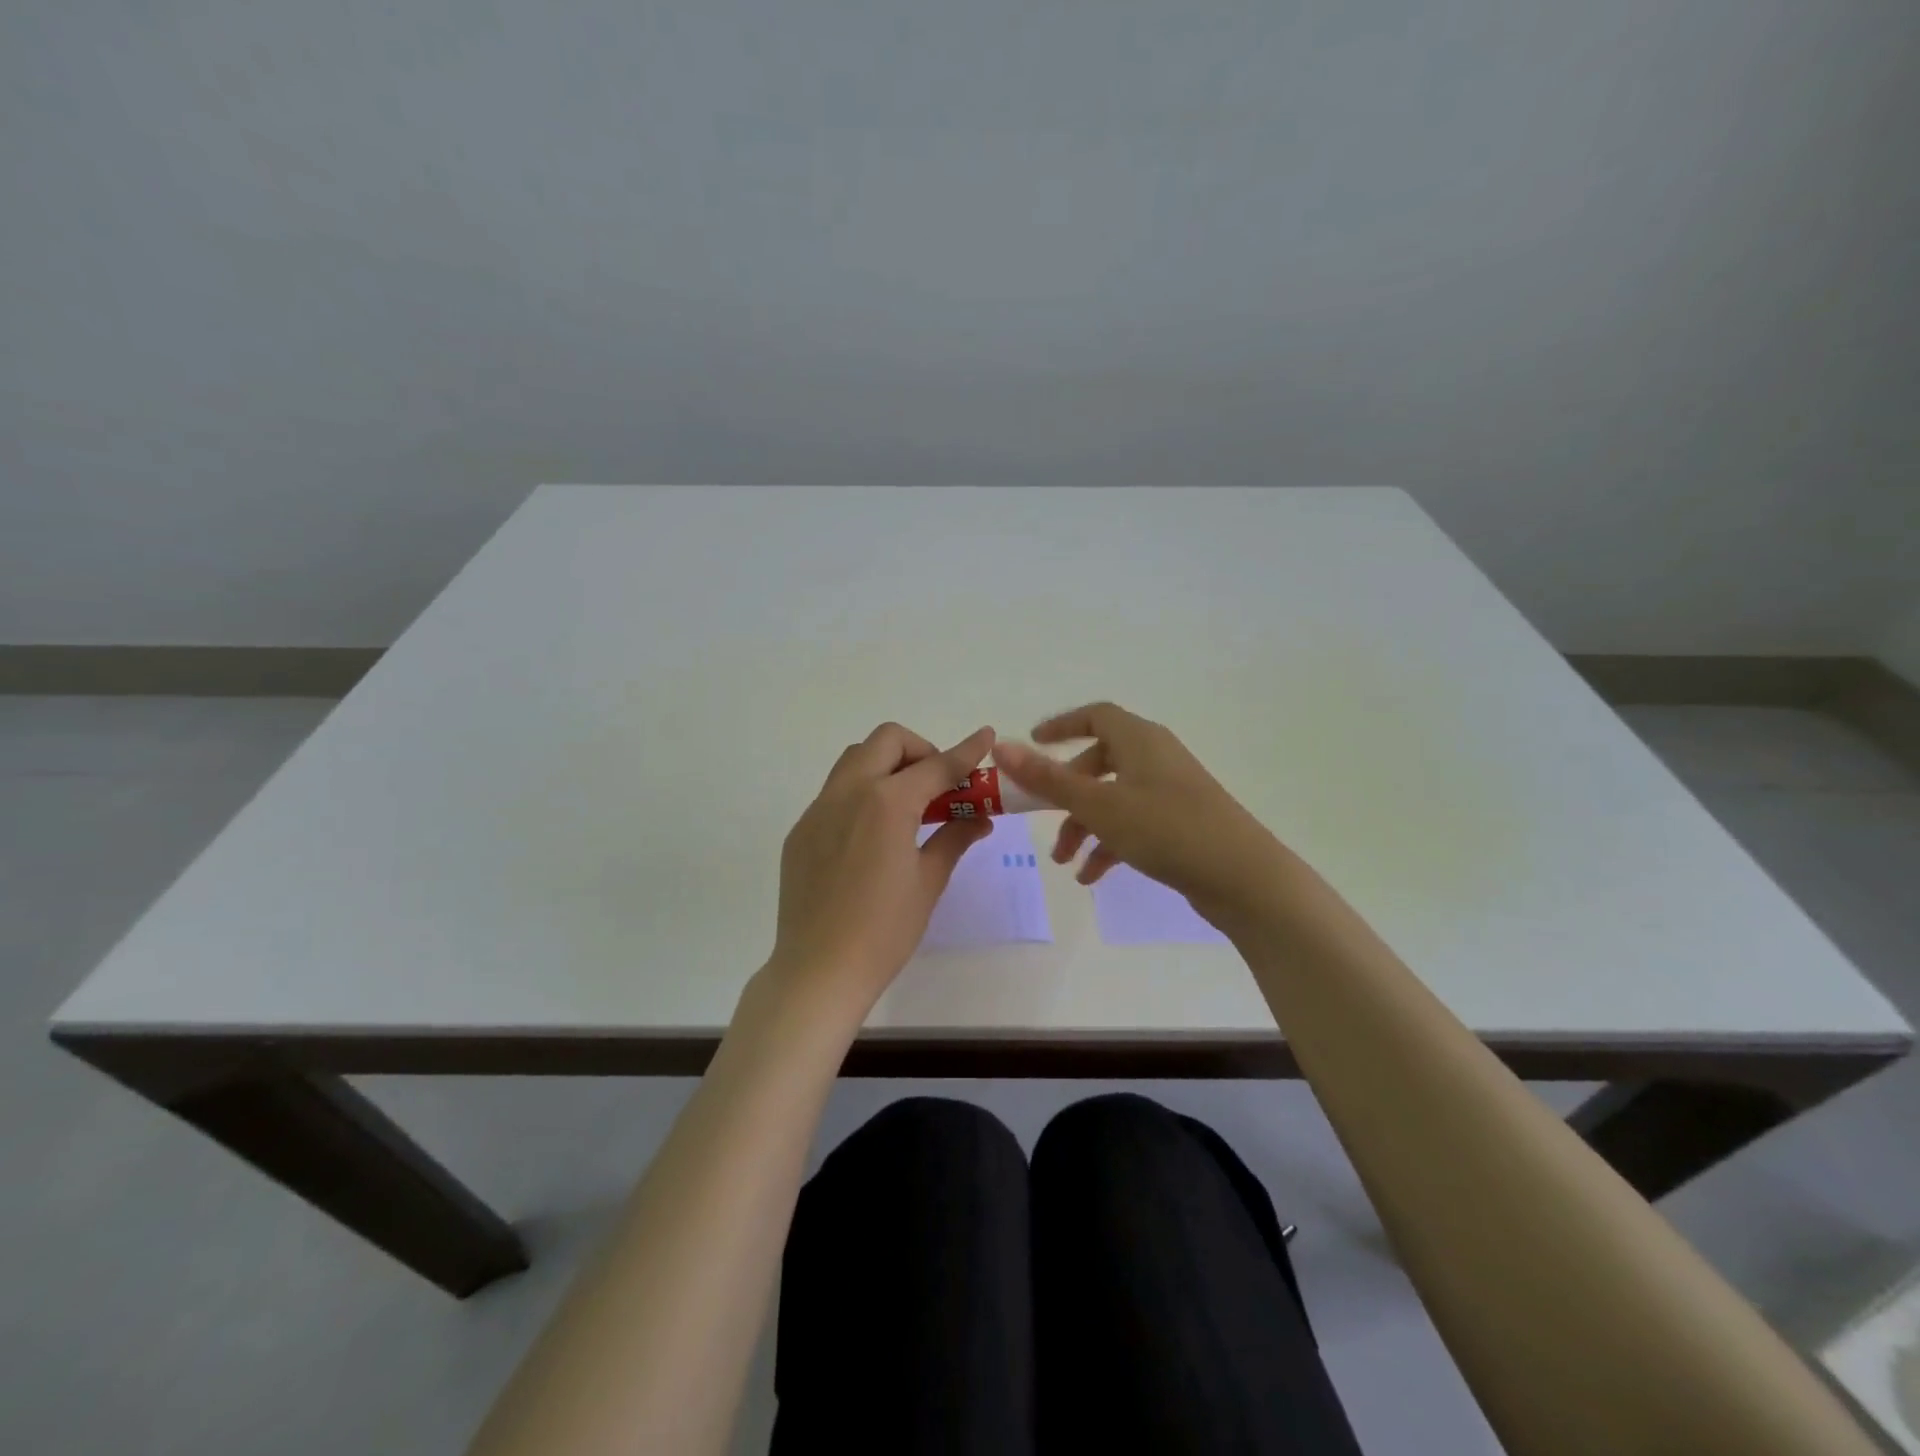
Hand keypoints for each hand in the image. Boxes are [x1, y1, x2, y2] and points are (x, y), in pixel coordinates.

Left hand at [766, 722, 996, 1022]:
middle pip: (886, 741)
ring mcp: (818, 809)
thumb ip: (953, 839)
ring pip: (855, 760)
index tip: (986, 736)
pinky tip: (872, 834)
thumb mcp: (928, 882)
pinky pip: (835, 792)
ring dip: (887, 765)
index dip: (966, 751)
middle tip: (938, 785)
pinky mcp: (801, 830)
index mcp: (887, 803)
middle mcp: (849, 792)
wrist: (818, 970)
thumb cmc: (884, 930)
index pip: (936, 766)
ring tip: (907, 805)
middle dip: (919, 750)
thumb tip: (980, 819)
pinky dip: (862, 793)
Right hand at [991, 702, 1286, 923]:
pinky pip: (1134, 823)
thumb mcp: (1098, 805)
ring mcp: (1171, 791)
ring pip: (1114, 798)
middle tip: (1043, 821)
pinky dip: (1110, 843)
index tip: (1032, 742)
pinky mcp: (1181, 822)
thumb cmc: (1166, 829)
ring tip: (1066, 863)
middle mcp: (1156, 757)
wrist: (1243, 877)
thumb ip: (1047, 778)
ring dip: (1084, 826)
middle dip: (1066, 794)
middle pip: (1099, 763)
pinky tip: (1093, 877)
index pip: (1095, 715)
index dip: (1062, 726)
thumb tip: (1001, 746)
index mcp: (1139, 740)